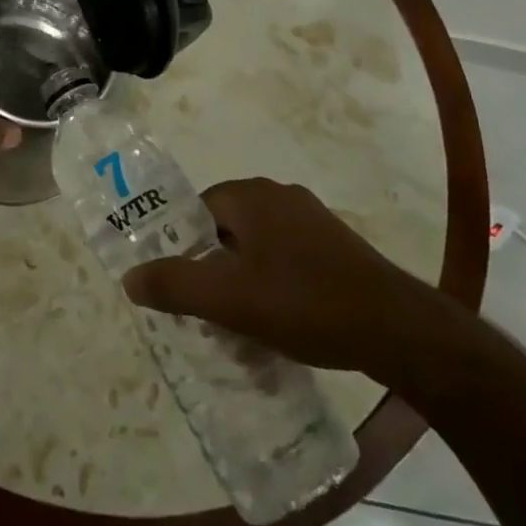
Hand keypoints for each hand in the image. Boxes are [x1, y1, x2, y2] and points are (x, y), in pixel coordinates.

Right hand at [123, 178, 452, 384]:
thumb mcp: (227, 299)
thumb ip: (173, 285)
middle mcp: (279, 195)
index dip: (183, 247)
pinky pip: (289, 258)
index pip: (196, 210)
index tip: (183, 287)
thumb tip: (128, 278)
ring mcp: (312, 219)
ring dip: (245, 279)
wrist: (398, 330)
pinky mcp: (337, 246)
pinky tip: (284, 323)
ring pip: (258, 246)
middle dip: (214, 268)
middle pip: (226, 228)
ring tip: (244, 325)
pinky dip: (276, 284)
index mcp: (250, 195)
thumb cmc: (304, 302)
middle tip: (209, 311)